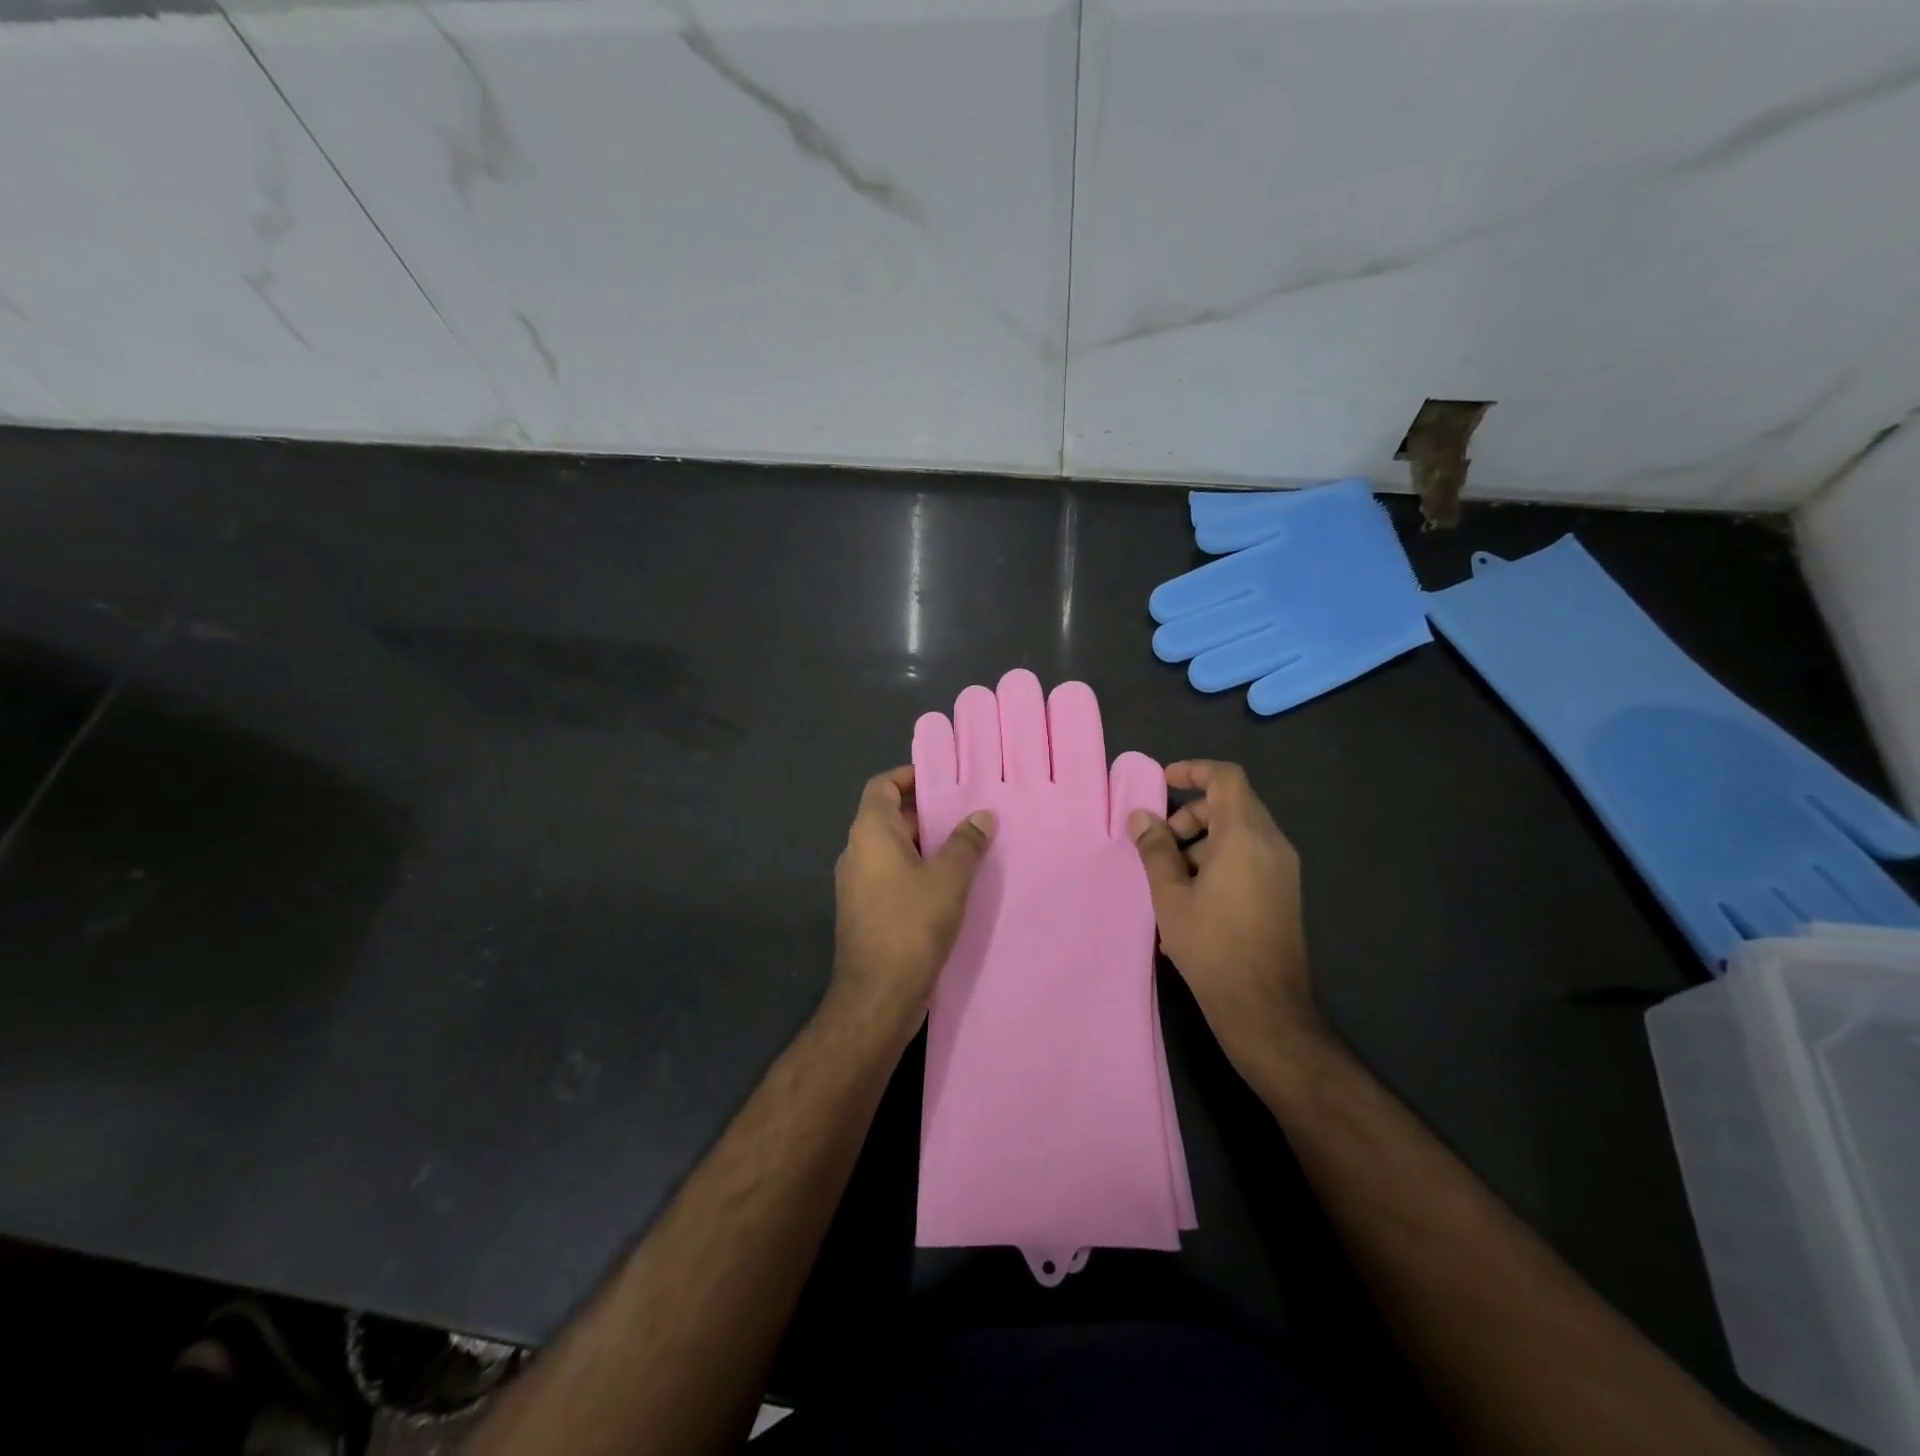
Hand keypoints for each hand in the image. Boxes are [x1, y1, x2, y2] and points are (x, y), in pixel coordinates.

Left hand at [832, 766, 994, 1037]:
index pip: (882, 786)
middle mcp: (857, 853)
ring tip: (966, 846)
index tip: (943, 781)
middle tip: (966, 814)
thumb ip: (966, 842)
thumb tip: (982, 816)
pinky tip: (951, 885)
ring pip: (892, 850)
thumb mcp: (949, 878)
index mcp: (870, 833)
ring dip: (925, 845)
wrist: (878, 995)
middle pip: (888, 817)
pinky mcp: (866, 912)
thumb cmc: (911, 924)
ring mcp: (858, 885)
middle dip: (926, 813)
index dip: (908, 777)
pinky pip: (892, 877)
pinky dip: (917, 871)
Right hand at [1128, 761, 1323, 1075]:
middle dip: (1192, 813)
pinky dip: (1220, 859)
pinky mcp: (1284, 892)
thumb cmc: (1212, 946)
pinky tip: (1194, 898)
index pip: (1226, 778)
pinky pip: (1250, 856)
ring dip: (1203, 840)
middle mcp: (1271, 844)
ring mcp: (1283, 870)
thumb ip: (1155, 850)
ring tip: (1171, 877)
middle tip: (1160, 842)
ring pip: (1240, 832)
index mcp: (1245, 836)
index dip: (1194, 771)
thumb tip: (1142, 818)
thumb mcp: (1170, 896)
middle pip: (1232, 804)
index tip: (1164, 781)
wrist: (1265, 1007)